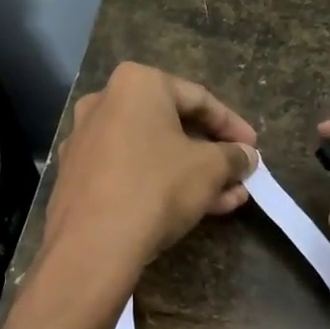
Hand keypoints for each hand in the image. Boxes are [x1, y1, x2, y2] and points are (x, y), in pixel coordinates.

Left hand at [43, 64, 258, 286]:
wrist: (93, 244)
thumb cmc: (157, 187)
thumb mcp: (210, 169)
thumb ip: (233, 156)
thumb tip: (245, 156)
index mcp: (136, 84)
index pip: (198, 99)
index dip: (232, 126)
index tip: (254, 148)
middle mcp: (103, 103)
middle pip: (172, 126)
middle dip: (211, 155)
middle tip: (239, 175)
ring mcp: (85, 141)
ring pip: (151, 152)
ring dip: (192, 174)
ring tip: (227, 199)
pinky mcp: (76, 177)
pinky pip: (129, 171)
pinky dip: (160, 184)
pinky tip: (192, 209)